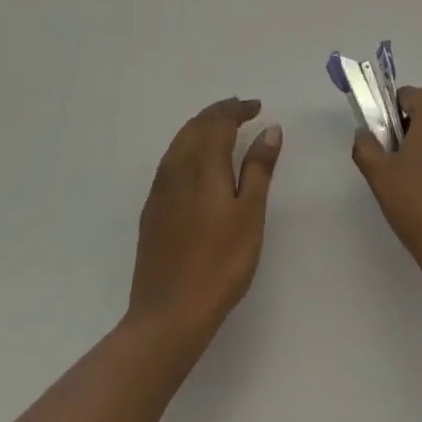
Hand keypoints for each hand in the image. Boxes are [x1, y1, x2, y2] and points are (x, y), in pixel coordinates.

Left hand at [128, 98, 281, 342]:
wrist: (168, 314)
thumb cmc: (220, 263)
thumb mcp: (250, 215)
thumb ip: (259, 169)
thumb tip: (269, 129)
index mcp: (202, 166)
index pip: (217, 122)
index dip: (236, 109)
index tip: (256, 107)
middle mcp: (176, 169)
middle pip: (195, 127)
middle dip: (218, 114)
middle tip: (241, 112)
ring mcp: (159, 190)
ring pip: (179, 142)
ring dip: (201, 128)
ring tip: (223, 131)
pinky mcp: (152, 210)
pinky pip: (170, 161)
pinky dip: (188, 148)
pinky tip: (198, 164)